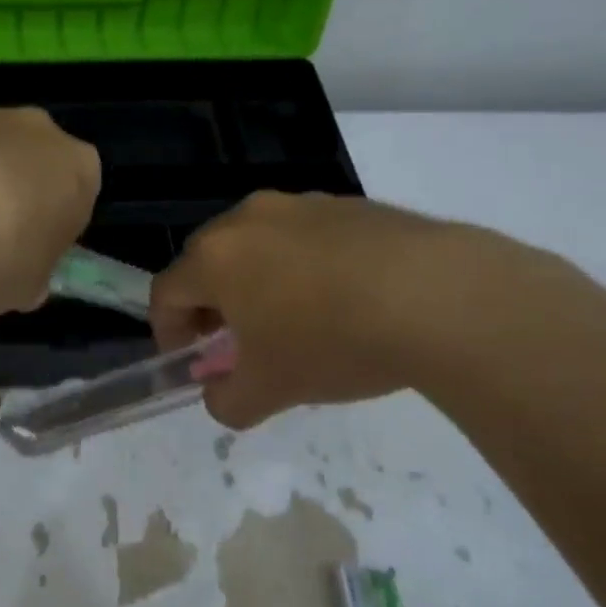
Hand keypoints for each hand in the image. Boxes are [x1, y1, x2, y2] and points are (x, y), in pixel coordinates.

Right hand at [150, 192, 497, 428]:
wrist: (440, 296)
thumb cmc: (332, 341)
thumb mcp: (270, 390)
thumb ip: (227, 401)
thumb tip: (220, 396)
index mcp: (215, 257)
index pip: (166, 292)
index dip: (169, 332)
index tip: (194, 362)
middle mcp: (248, 219)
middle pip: (208, 263)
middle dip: (212, 306)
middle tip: (238, 345)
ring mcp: (301, 205)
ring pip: (257, 246)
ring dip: (257, 284)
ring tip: (295, 323)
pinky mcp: (348, 205)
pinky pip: (305, 238)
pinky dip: (304, 268)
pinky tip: (344, 302)